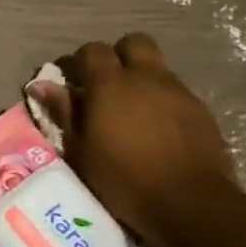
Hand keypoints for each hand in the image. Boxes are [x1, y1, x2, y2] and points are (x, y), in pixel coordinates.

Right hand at [30, 33, 236, 246]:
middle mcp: (146, 77)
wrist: (191, 204)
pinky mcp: (202, 111)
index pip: (93, 50)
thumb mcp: (80, 151)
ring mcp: (179, 92)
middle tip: (108, 84)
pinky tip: (159, 130)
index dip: (81, 60)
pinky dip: (164, 101)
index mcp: (110, 84)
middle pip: (134, 42)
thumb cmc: (123, 180)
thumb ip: (64, 113)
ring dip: (143, 79)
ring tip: (134, 112)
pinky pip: (178, 93)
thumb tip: (43, 86)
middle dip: (120, 55)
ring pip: (158, 68)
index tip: (74, 81)